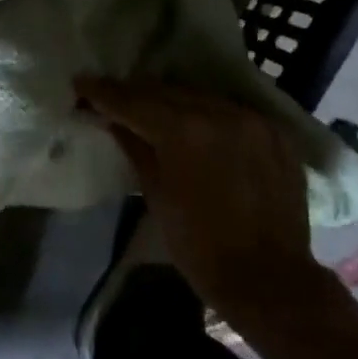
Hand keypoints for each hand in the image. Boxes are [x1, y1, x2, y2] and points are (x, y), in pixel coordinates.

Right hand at [76, 78, 329, 320]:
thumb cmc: (198, 244)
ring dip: (172, 100)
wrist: (267, 277)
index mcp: (185, 131)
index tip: (81, 82)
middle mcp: (220, 113)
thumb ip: (135, 148)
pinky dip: (207, 113)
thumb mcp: (156, 194)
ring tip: (149, 106)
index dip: (104, 92)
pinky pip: (230, 111)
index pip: (134, 102)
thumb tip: (114, 121)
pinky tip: (194, 123)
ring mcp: (253, 121)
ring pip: (200, 97)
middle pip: (167, 92)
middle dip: (135, 93)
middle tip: (110, 95)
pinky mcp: (276, 134)